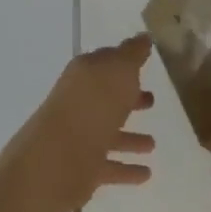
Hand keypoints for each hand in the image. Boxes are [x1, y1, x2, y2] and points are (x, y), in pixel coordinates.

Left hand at [8, 35, 155, 211]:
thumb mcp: (119, 69)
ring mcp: (79, 136)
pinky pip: (110, 166)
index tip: (145, 63)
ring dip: (130, 138)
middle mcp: (80, 102)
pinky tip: (146, 174)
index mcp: (85, 74)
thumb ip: (132, 54)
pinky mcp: (82, 168)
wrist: (58, 158)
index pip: (106, 62)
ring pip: (109, 133)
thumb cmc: (93, 105)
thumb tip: (142, 37)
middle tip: (151, 100)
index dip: (125, 62)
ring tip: (152, 144)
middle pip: (107, 98)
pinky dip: (127, 169)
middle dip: (128, 99)